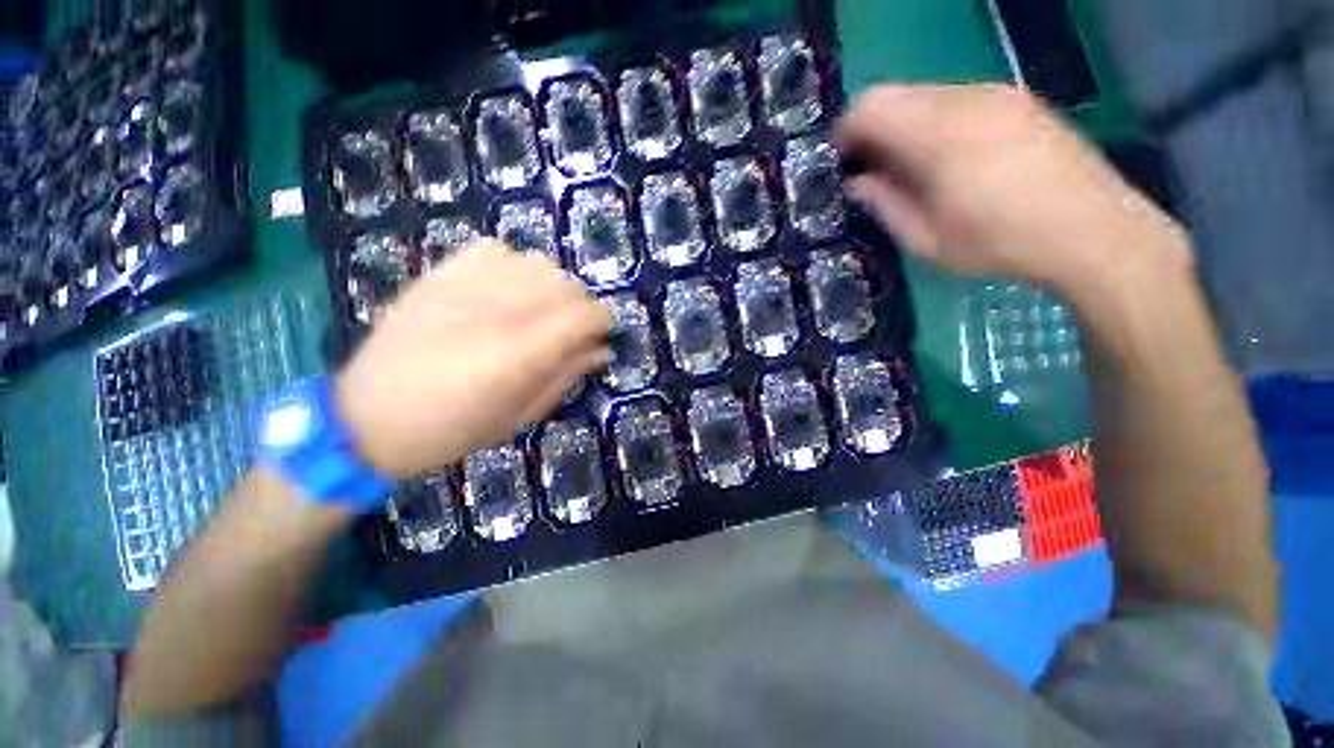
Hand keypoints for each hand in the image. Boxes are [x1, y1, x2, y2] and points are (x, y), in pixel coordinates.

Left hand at [336, 240, 611, 478]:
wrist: (367, 418)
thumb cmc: (453, 428)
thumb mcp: (521, 415)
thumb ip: (566, 376)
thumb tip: (602, 351)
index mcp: (522, 351)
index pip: (588, 312)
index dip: (603, 321)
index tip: (599, 336)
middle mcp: (500, 309)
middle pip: (568, 284)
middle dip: (580, 307)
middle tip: (568, 332)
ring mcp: (467, 285)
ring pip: (539, 262)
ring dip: (551, 287)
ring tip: (537, 311)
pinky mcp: (440, 273)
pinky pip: (496, 249)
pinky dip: (512, 266)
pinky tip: (503, 290)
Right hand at [837, 84, 1189, 286]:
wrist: (1095, 233)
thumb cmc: (1001, 243)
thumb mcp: (926, 239)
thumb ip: (885, 204)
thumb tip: (858, 183)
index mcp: (939, 135)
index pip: (870, 107)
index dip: (846, 133)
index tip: (844, 165)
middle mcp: (967, 99)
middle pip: (896, 94)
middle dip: (874, 130)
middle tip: (874, 172)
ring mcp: (998, 94)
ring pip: (926, 95)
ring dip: (906, 126)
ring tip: (914, 169)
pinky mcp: (1019, 100)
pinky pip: (958, 99)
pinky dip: (937, 122)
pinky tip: (951, 159)